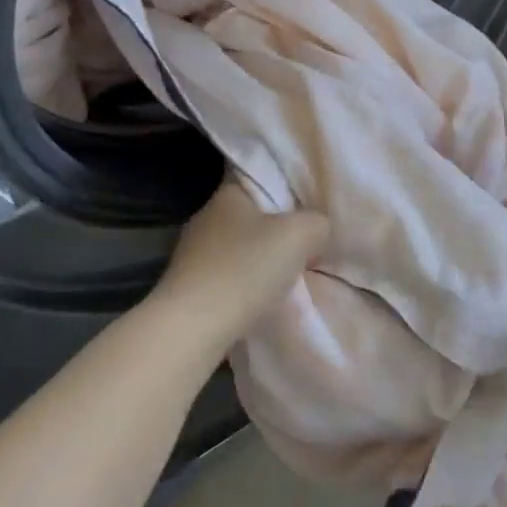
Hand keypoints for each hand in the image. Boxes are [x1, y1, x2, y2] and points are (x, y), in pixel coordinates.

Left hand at [152, 180, 328, 349]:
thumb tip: (317, 227)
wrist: (193, 328)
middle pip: (251, 216)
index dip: (286, 190)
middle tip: (307, 245)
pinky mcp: (189, 286)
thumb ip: (316, 222)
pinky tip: (263, 300)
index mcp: (227, 194)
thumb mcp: (299, 235)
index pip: (259, 178)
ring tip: (290, 277)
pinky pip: (228, 277)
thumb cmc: (245, 269)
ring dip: (261, 261)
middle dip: (277, 230)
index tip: (308, 208)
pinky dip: (246, 286)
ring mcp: (192, 253)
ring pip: (239, 248)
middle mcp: (206, 217)